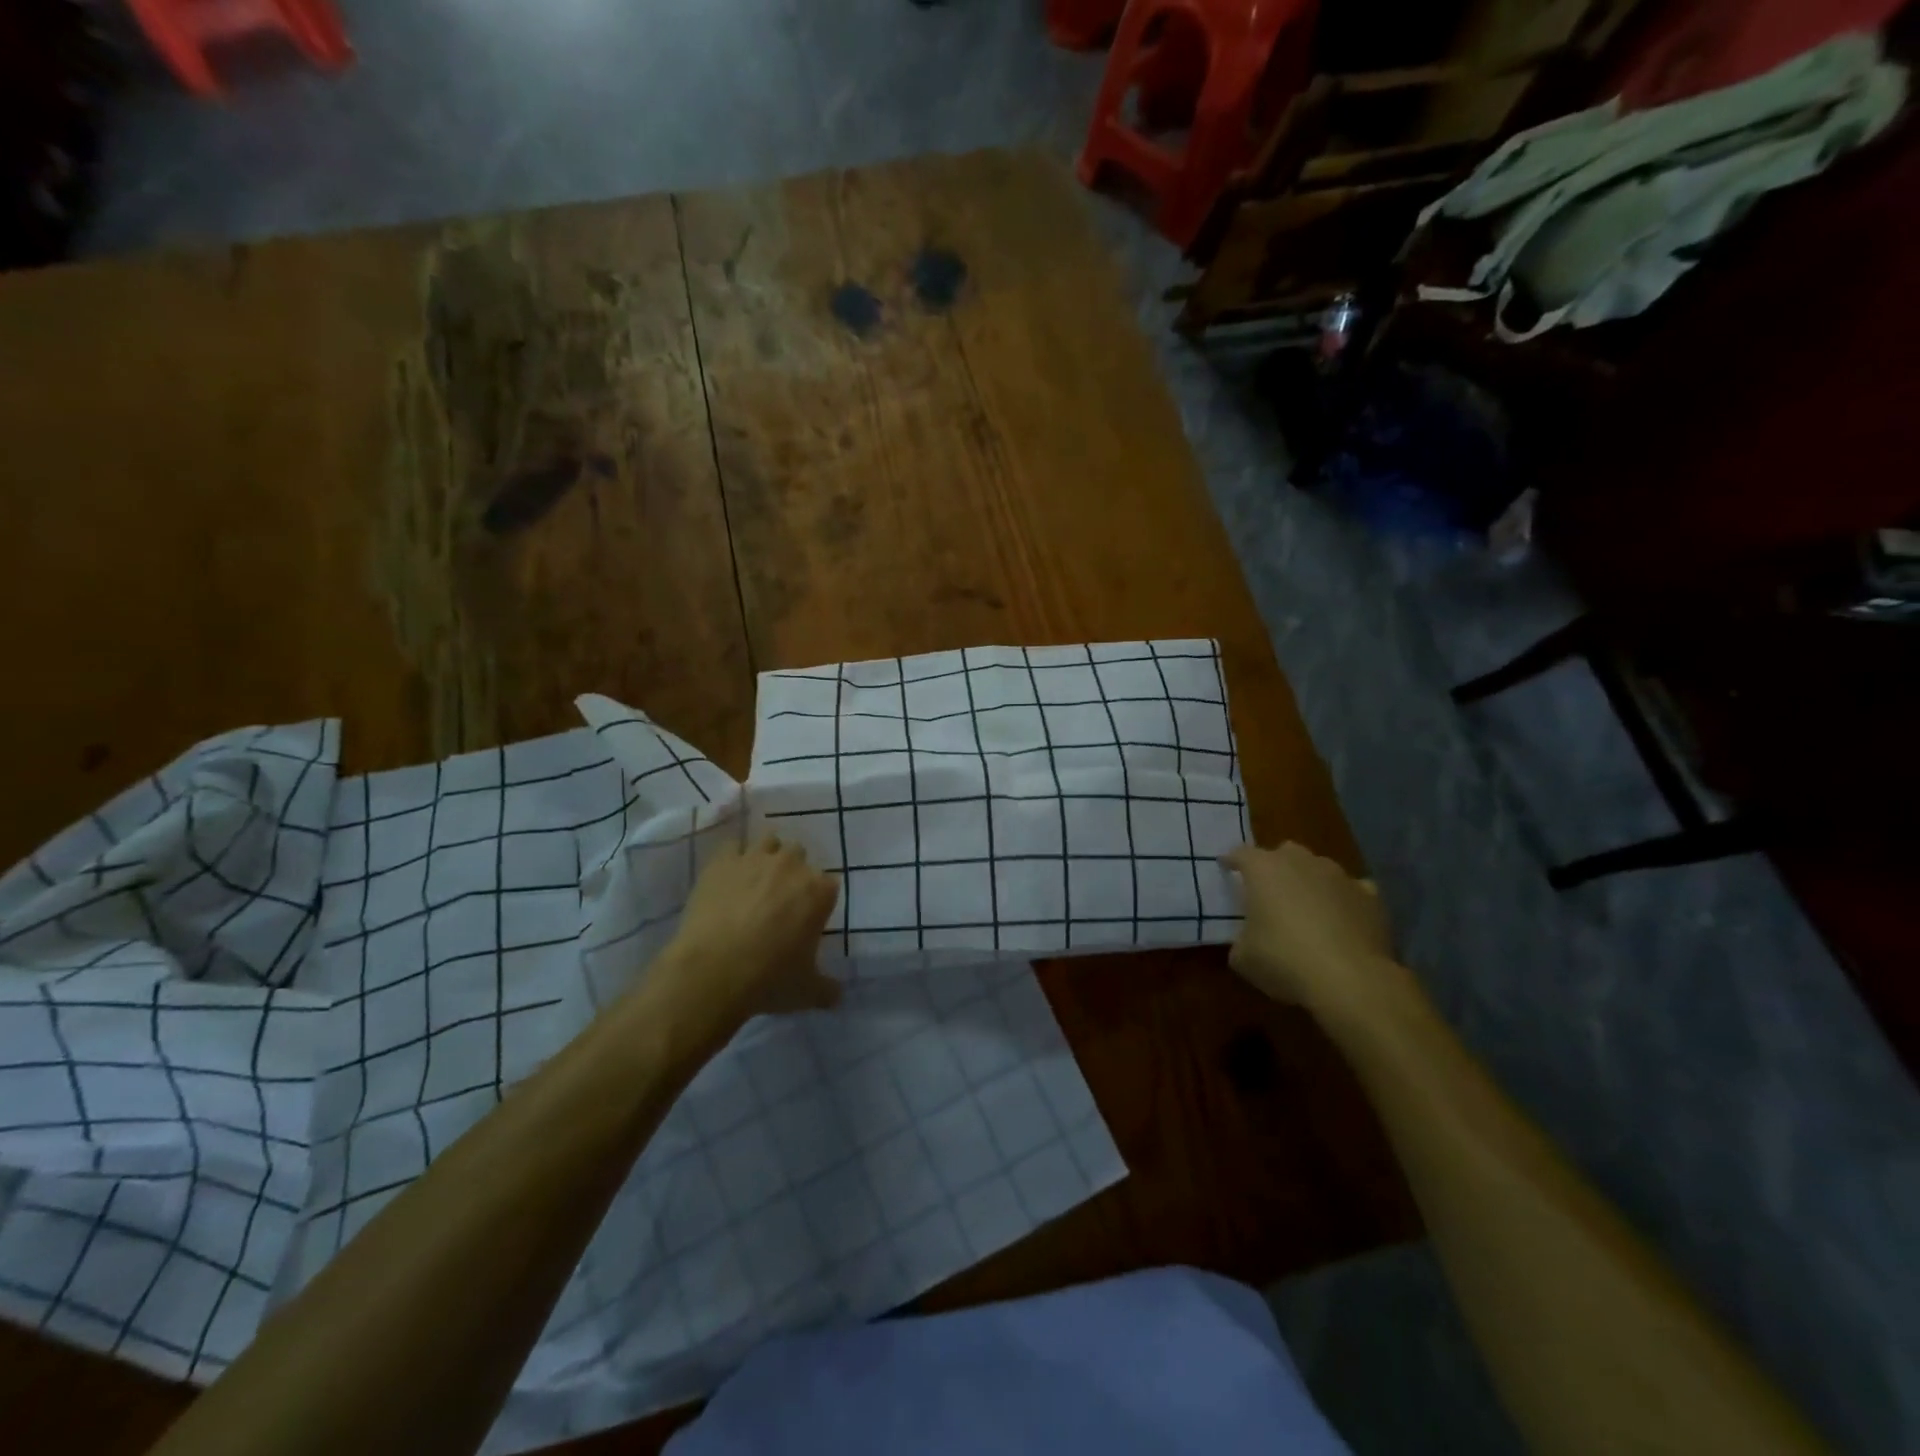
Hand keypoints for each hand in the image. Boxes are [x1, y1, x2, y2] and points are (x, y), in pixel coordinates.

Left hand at [657, 835, 841, 1030]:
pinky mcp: (722, 861)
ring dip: (766, 857)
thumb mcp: (807, 992)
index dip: (818, 900)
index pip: (829, 884)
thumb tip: (837, 995)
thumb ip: (827, 988)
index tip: (808, 918)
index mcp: (819, 891)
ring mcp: (755, 859)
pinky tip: (726, 878)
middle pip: (799, 855)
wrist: (713, 972)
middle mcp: (792, 865)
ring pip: (769, 842)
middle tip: (780, 900)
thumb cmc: (769, 979)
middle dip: (793, 872)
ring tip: (754, 882)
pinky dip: (731, 859)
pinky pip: (731, 848)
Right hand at [1221, 842, 1402, 1025]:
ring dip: (1311, 882)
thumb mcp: (1243, 957)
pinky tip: (1343, 919)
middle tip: (1270, 891)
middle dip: (1276, 867)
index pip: (1240, 854)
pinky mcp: (1370, 896)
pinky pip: (1353, 890)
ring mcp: (1339, 876)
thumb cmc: (1284, 959)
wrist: (1350, 979)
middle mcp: (1301, 862)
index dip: (1231, 861)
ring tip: (1308, 908)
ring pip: (1320, 868)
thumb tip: (1249, 940)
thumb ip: (1242, 939)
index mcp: (1263, 869)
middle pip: (1284, 853)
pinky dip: (1345, 900)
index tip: (1226, 867)